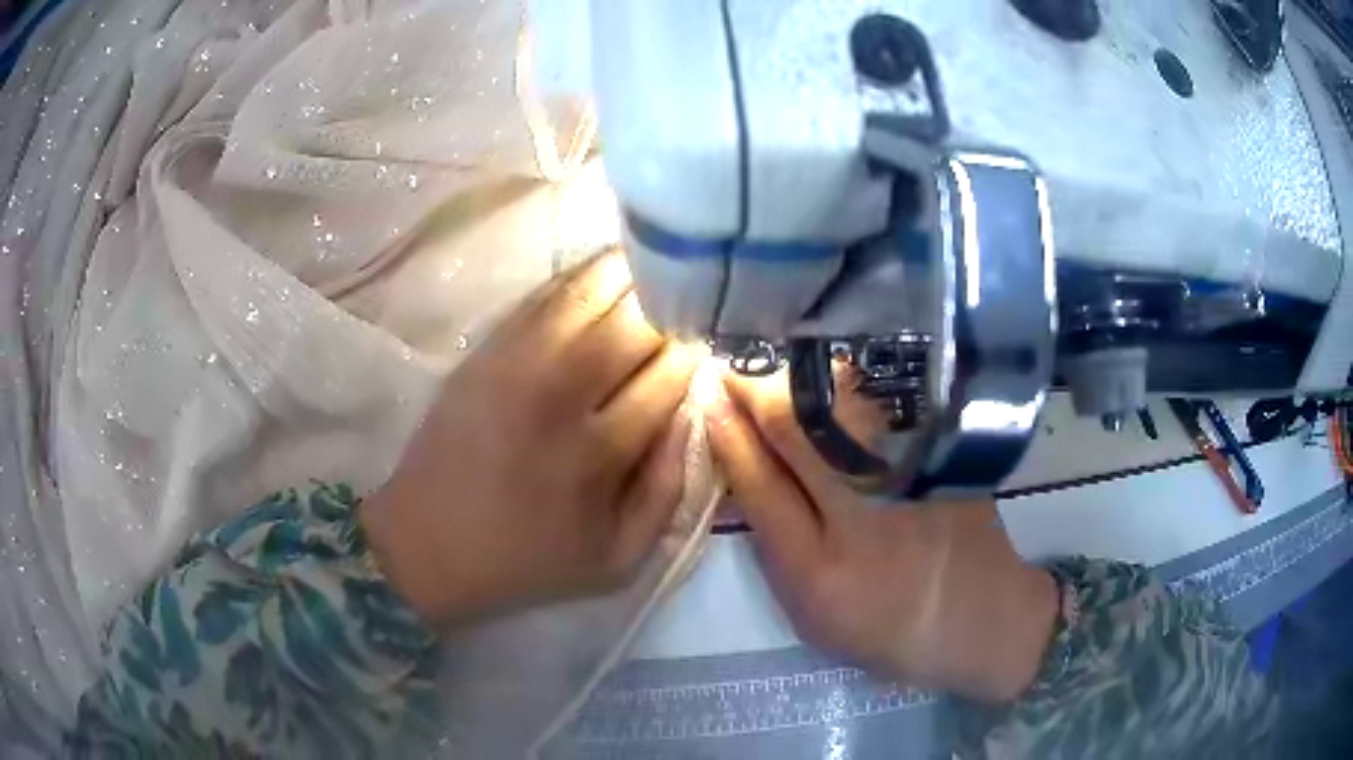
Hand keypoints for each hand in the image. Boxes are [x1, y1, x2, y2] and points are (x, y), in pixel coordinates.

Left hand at [361, 251, 698, 629]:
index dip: (696, 352)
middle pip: (634, 321)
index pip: (668, 374)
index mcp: (595, 454)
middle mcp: (557, 396)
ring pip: (589, 293)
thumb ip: (667, 489)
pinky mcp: (484, 350)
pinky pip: (543, 295)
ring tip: (657, 273)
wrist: (426, 544)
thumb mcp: (618, 558)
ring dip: (633, 276)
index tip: (707, 346)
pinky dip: (584, 276)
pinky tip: (607, 273)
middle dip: (673, 307)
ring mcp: (514, 364)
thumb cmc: (527, 559)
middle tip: (686, 306)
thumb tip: (694, 412)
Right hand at [705, 372, 1057, 702]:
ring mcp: (910, 480)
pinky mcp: (943, 459)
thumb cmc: (884, 627)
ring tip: (771, 369)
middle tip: (729, 368)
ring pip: (842, 405)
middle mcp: (863, 518)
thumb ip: (776, 543)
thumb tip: (743, 469)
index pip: (758, 481)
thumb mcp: (811, 609)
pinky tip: (829, 379)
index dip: (726, 431)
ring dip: (798, 378)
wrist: (979, 618)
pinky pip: (885, 406)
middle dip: (754, 389)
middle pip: (797, 429)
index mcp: (818, 571)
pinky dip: (848, 385)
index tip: (705, 396)